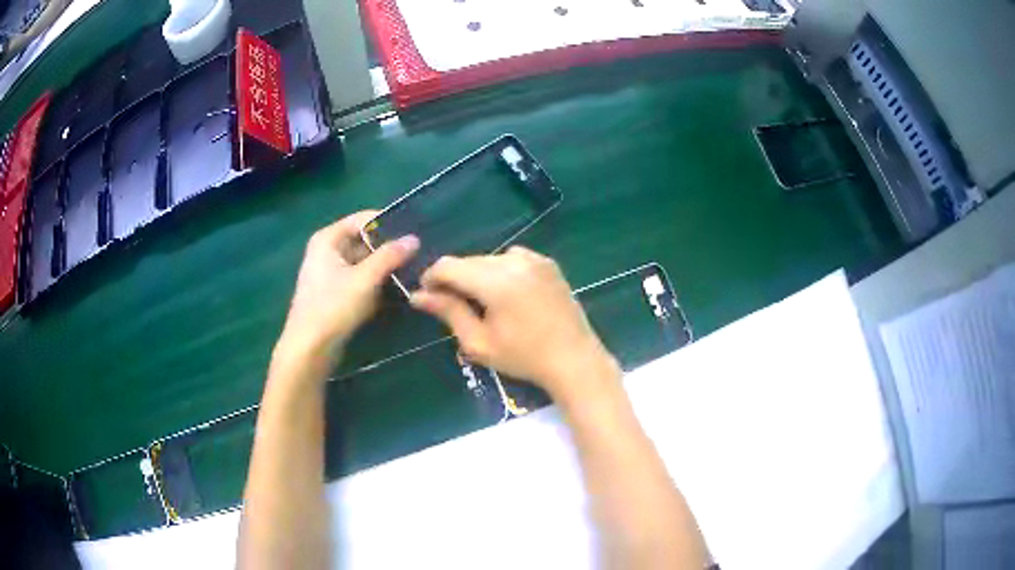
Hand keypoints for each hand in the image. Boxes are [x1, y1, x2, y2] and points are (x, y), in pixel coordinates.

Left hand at [277, 211, 418, 361]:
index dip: (388, 224)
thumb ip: (390, 256)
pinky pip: (361, 280)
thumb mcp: (365, 279)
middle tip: (419, 254)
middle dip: (389, 248)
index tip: (414, 232)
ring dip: (385, 267)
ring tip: (414, 271)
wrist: (309, 349)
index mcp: (328, 239)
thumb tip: (414, 238)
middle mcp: (327, 251)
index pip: (363, 219)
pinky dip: (376, 283)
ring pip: (364, 262)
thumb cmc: (333, 307)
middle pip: (364, 241)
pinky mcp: (336, 294)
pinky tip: (398, 289)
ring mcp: (331, 273)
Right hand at [410, 246, 617, 400]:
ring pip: (489, 258)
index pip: (449, 265)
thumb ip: (448, 312)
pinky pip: (512, 258)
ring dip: (478, 275)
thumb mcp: (479, 342)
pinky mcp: (547, 263)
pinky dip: (501, 271)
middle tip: (452, 305)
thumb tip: (418, 296)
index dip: (431, 277)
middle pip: (469, 261)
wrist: (573, 359)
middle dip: (455, 279)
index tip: (427, 296)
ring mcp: (534, 258)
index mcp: (496, 281)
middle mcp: (515, 260)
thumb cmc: (523, 357)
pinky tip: (507, 294)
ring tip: (482, 302)